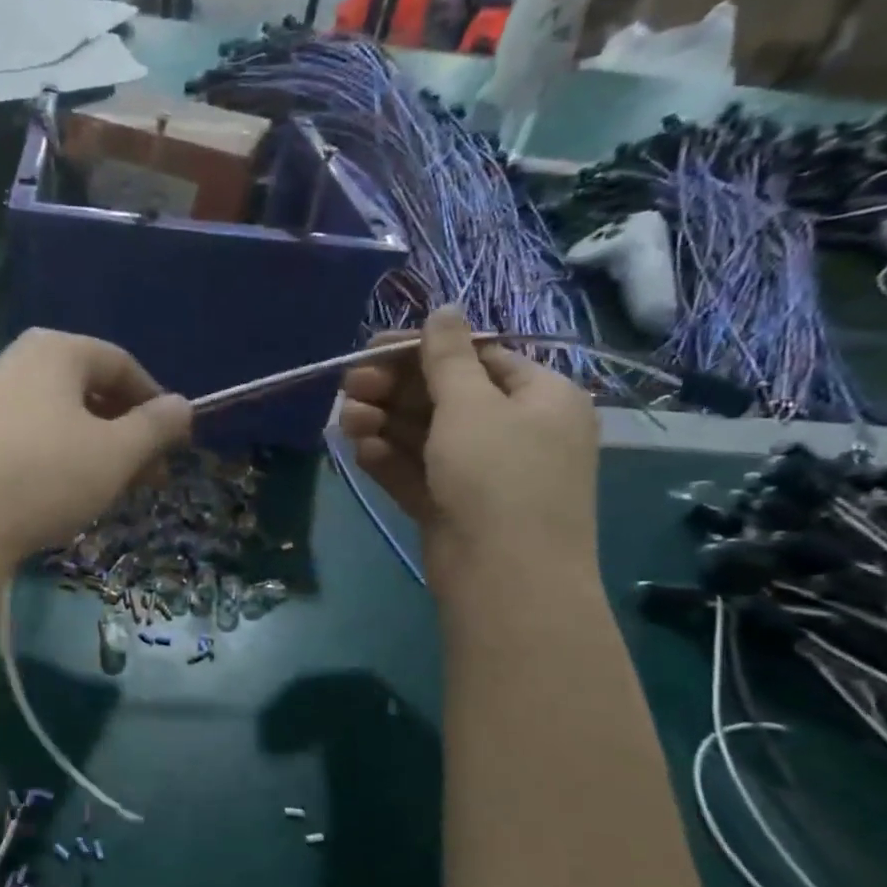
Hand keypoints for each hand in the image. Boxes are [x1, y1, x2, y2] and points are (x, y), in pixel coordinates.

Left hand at [0, 329, 191, 570]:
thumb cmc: (44, 476)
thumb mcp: (116, 453)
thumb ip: (156, 427)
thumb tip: (183, 406)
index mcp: (55, 351)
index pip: (122, 365)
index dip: (156, 404)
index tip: (176, 445)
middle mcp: (17, 363)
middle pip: (90, 391)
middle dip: (127, 434)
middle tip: (150, 478)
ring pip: (60, 420)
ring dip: (96, 452)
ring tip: (111, 492)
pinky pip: (30, 440)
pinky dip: (59, 461)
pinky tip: (63, 497)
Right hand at [339, 307, 598, 587]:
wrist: (505, 579)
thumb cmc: (498, 476)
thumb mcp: (471, 405)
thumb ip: (447, 357)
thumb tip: (444, 307)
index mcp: (540, 397)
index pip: (478, 359)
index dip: (423, 351)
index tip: (372, 349)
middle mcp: (516, 432)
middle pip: (446, 398)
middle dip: (394, 390)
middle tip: (350, 386)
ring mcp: (483, 475)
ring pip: (427, 438)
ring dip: (385, 424)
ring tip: (346, 420)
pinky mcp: (454, 509)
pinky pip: (420, 474)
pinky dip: (391, 461)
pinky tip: (361, 451)